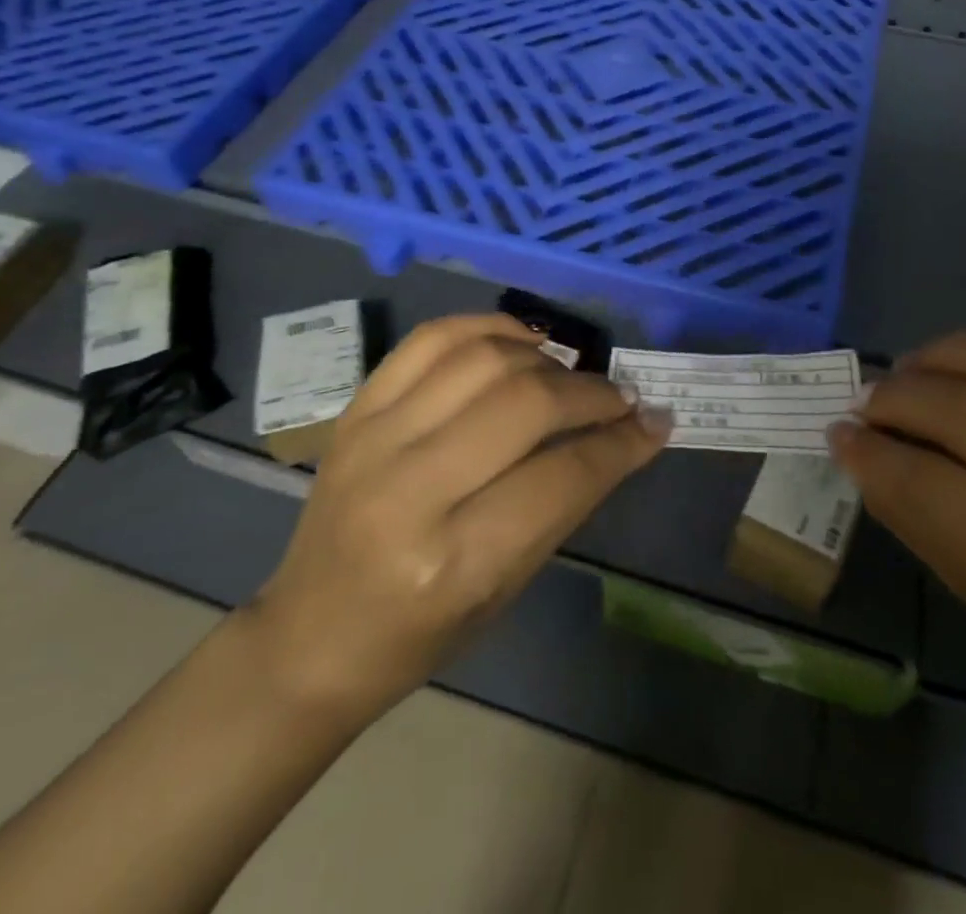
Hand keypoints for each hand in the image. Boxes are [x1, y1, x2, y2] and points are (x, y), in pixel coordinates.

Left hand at [251, 314, 668, 719]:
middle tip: (619, 399)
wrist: (310, 637)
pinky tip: (520, 343)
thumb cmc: (419, 635)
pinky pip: (432, 338)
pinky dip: (488, 328)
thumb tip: (633, 433)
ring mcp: (376, 438)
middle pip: (526, 404)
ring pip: (485, 359)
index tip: (655, 422)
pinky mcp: (357, 410)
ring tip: (569, 376)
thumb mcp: (507, 587)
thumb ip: (567, 501)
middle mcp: (412, 488)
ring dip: (546, 360)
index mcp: (455, 560)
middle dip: (591, 394)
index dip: (621, 443)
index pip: (563, 475)